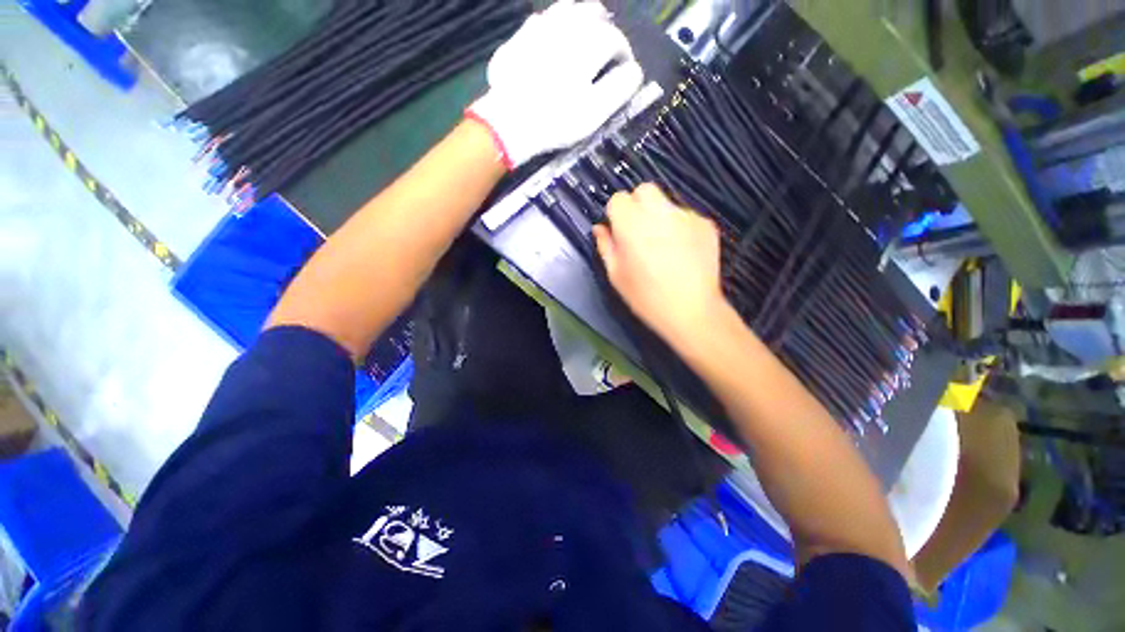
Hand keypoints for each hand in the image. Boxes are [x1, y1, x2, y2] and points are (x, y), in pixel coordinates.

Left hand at [467, 1, 644, 169]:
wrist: (510, 124)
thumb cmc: (557, 121)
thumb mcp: (595, 112)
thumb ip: (618, 88)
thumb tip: (634, 71)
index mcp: (587, 45)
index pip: (614, 39)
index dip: (624, 53)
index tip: (624, 69)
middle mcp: (565, 27)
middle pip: (592, 12)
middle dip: (604, 28)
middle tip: (605, 49)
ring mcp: (539, 29)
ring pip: (565, 9)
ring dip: (580, 20)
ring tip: (582, 39)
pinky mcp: (518, 38)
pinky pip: (540, 20)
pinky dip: (553, 26)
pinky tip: (552, 42)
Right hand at [593, 184, 728, 346]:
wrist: (691, 311)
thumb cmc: (646, 297)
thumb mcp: (616, 275)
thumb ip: (605, 246)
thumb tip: (600, 228)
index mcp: (632, 225)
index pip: (619, 199)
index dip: (616, 214)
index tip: (619, 231)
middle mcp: (659, 213)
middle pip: (644, 190)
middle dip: (637, 205)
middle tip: (639, 231)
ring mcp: (687, 216)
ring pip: (667, 203)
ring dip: (659, 216)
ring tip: (663, 245)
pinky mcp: (706, 224)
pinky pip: (686, 217)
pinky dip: (680, 227)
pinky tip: (682, 251)